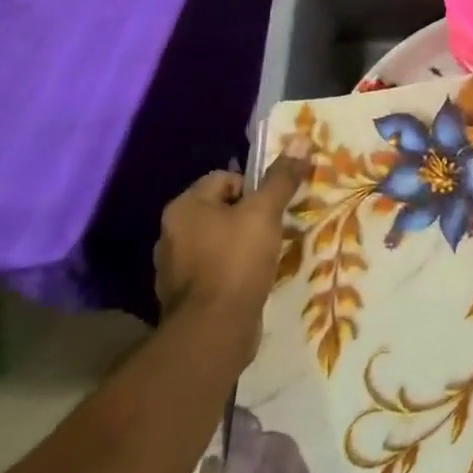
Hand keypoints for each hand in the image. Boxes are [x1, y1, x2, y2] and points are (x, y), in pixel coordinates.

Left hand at [154, 136, 311, 358]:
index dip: (255, 187)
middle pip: (222, 209)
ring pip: (219, 241)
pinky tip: (254, 280)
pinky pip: (216, 270)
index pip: (225, 178)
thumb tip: (300, 138)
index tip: (275, 206)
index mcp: (184, 207)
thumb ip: (281, 177)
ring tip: (269, 255)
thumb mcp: (264, 213)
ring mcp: (175, 269)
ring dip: (243, 244)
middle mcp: (172, 234)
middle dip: (250, 216)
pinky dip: (234, 271)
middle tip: (276, 228)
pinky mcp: (186, 298)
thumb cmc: (235, 262)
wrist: (213, 333)